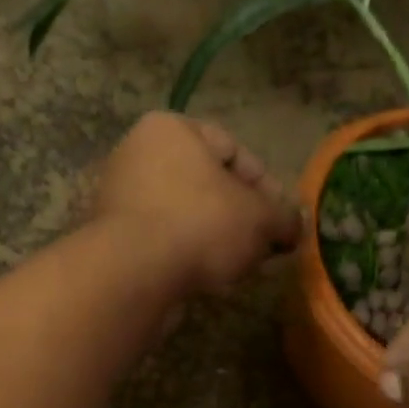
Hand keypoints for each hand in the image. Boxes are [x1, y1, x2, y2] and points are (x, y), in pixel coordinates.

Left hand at [94, 113, 301, 294]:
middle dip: (241, 216)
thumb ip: (285, 217)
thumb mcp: (261, 218)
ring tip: (241, 266)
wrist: (134, 274)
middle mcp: (138, 153)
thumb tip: (295, 225)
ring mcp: (121, 197)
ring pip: (187, 215)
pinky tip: (209, 278)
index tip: (282, 219)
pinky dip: (188, 254)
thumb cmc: (202, 224)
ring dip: (217, 239)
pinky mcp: (113, 238)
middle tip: (265, 246)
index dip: (267, 185)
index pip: (233, 149)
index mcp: (171, 129)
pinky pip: (164, 240)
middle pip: (208, 184)